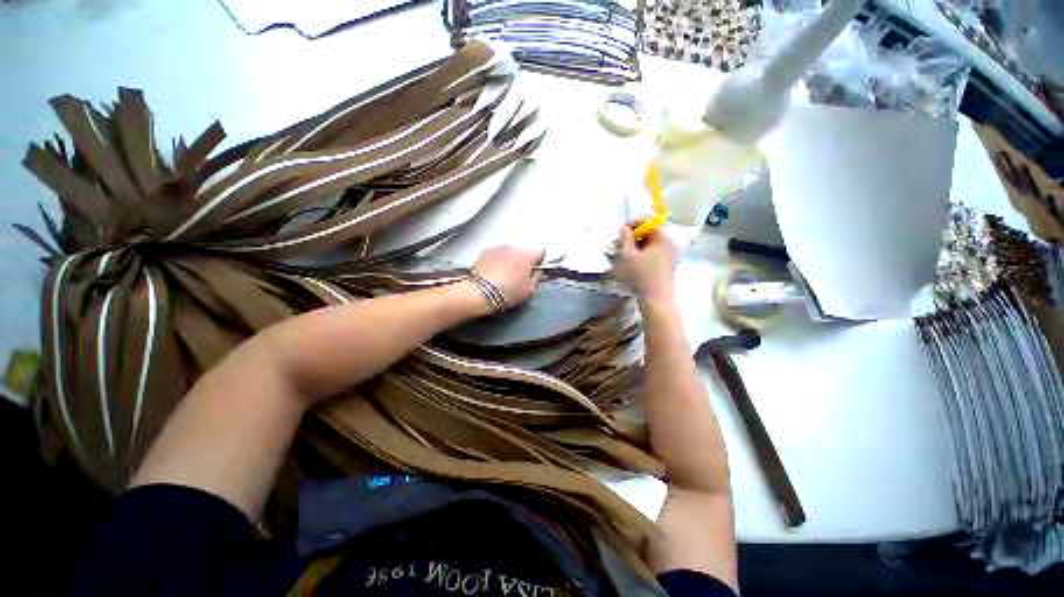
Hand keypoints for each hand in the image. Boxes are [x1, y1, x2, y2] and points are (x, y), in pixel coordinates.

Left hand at [471, 246, 545, 308]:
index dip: (538, 262)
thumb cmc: (507, 293)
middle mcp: (514, 247)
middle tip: (518, 275)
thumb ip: (537, 277)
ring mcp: (499, 247)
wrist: (480, 293)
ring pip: (510, 251)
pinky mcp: (486, 251)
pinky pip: (497, 253)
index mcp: (528, 256)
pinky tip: (494, 271)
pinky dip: (498, 259)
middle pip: (524, 251)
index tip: (534, 270)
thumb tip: (537, 272)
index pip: (541, 251)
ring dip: (510, 259)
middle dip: (523, 260)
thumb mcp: (529, 290)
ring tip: (504, 274)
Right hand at [612, 227, 677, 302]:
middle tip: (620, 244)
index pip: (648, 222)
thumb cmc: (641, 275)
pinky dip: (642, 255)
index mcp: (661, 238)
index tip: (621, 230)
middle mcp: (668, 244)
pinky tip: (633, 264)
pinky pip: (653, 254)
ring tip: (624, 255)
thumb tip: (625, 228)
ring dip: (637, 247)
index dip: (633, 223)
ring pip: (650, 245)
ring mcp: (669, 256)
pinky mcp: (667, 266)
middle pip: (650, 233)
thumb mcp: (627, 256)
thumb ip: (625, 239)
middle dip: (634, 236)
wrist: (656, 299)